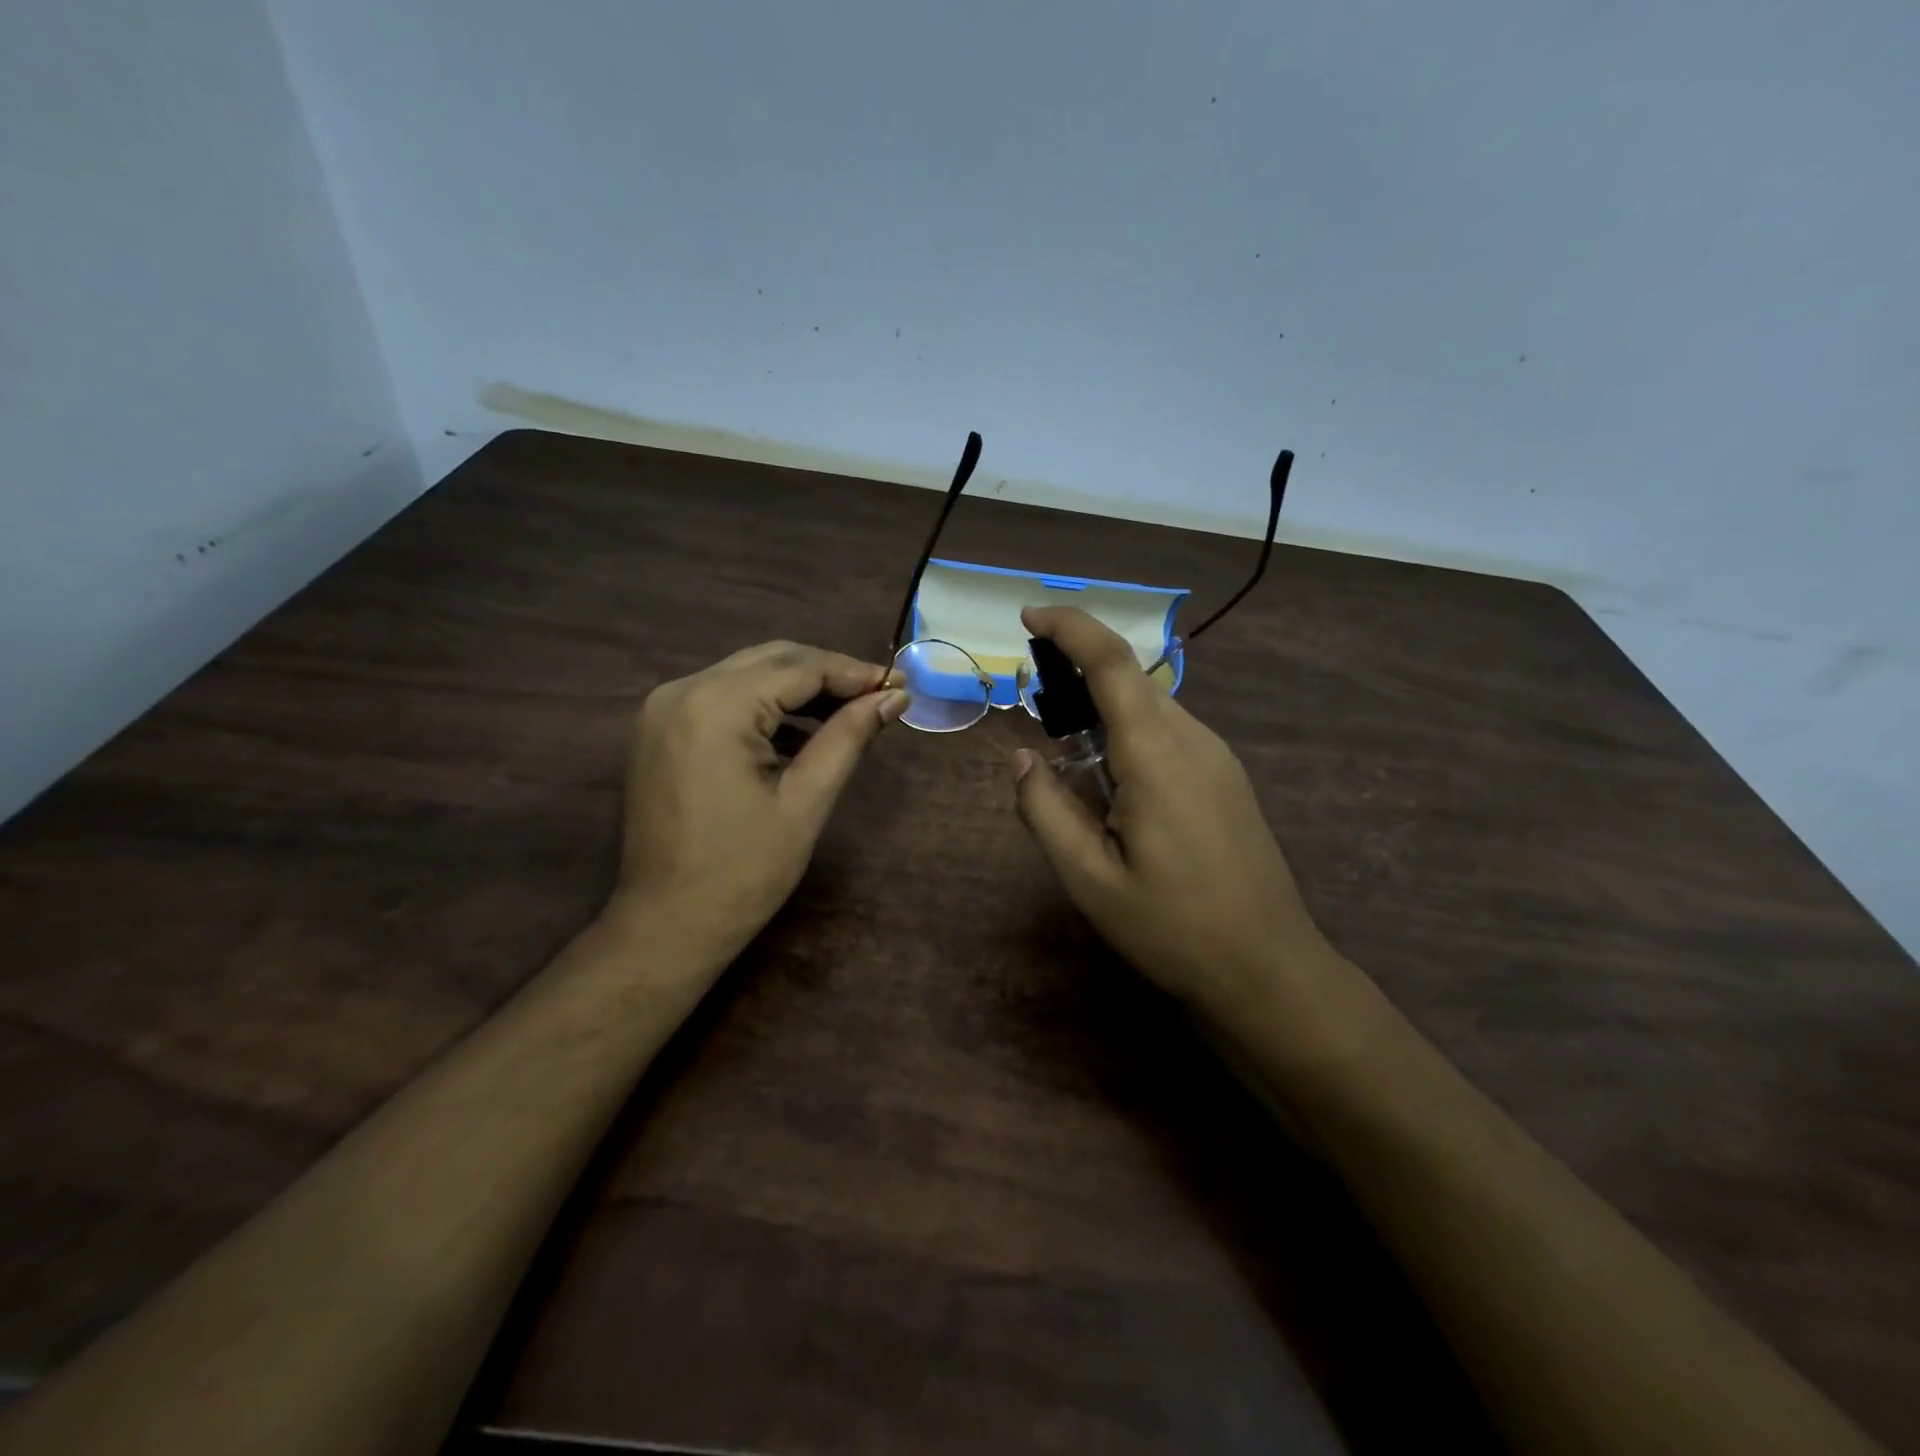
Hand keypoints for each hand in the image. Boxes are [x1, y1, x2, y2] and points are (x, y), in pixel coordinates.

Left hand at [613, 641, 906, 962]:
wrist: (667, 924)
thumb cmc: (744, 871)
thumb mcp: (807, 800)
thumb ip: (849, 736)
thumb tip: (895, 696)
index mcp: (716, 705)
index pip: (799, 667)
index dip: (853, 672)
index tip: (898, 685)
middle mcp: (682, 690)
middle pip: (771, 659)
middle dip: (828, 674)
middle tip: (879, 695)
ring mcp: (664, 708)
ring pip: (747, 674)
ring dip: (798, 687)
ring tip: (849, 712)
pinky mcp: (661, 728)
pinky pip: (723, 697)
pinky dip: (766, 705)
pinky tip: (802, 731)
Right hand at [1012, 606, 1336, 1024]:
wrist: (1269, 970)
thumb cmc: (1173, 929)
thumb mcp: (1090, 881)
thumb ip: (1046, 812)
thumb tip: (1023, 759)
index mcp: (1157, 756)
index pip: (1113, 663)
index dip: (1071, 627)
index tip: (1029, 614)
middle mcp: (1193, 741)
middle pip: (1131, 679)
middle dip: (1079, 669)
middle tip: (1034, 698)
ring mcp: (1218, 758)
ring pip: (1151, 706)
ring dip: (1103, 706)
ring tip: (1066, 746)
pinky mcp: (1226, 778)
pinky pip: (1170, 732)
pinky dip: (1129, 731)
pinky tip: (1111, 780)